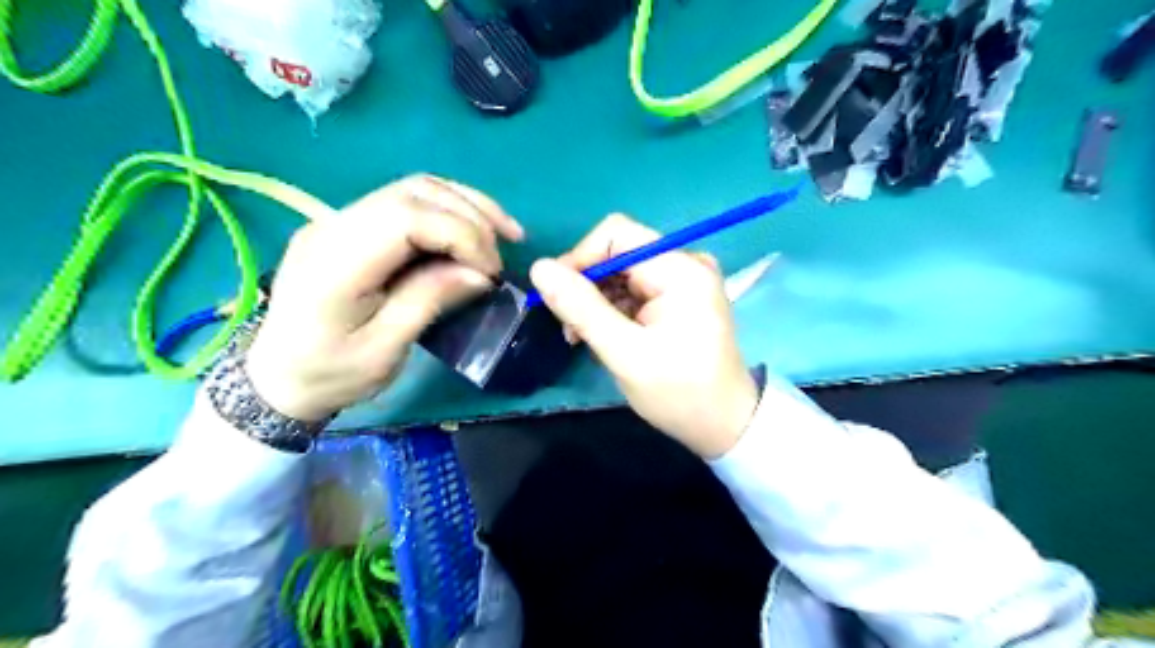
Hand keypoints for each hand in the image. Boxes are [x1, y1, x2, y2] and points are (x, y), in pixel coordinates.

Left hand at [242, 175, 523, 423]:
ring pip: (415, 188)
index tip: (490, 271)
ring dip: (466, 205)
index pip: (406, 217)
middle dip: (471, 217)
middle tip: (501, 256)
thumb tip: (479, 272)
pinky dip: (449, 210)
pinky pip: (408, 202)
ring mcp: (339, 219)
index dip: (460, 233)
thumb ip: (429, 302)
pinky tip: (474, 229)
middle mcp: (333, 225)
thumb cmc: (329, 374)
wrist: (276, 377)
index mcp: (335, 262)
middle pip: (414, 192)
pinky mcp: (352, 225)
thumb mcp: (384, 351)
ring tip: (502, 234)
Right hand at [528, 216, 759, 458]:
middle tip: (569, 328)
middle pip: (618, 252)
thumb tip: (539, 267)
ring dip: (595, 300)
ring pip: (621, 271)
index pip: (616, 235)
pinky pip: (634, 288)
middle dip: (586, 285)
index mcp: (680, 270)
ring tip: (581, 337)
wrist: (723, 424)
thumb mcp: (625, 353)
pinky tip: (602, 335)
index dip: (579, 258)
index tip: (555, 296)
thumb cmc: (679, 393)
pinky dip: (612, 308)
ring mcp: (684, 279)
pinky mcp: (679, 296)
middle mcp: (685, 263)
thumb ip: (581, 308)